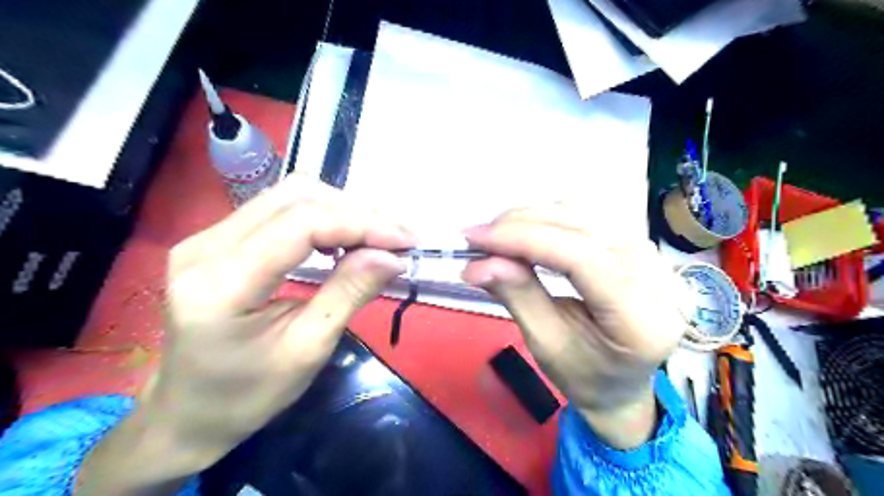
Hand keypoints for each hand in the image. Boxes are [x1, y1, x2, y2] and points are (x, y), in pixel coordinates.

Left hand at [78, 174, 415, 491]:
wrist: (187, 412)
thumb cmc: (247, 395)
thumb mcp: (307, 350)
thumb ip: (349, 293)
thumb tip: (393, 256)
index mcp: (221, 283)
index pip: (301, 224)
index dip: (361, 224)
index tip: (406, 242)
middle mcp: (206, 245)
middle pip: (296, 197)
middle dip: (357, 212)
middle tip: (398, 240)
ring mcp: (207, 236)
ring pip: (290, 195)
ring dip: (343, 210)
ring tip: (379, 238)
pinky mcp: (219, 238)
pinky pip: (281, 208)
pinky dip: (324, 216)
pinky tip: (345, 239)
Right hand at [463, 203, 688, 447]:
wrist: (621, 383)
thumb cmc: (585, 376)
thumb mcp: (546, 345)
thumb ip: (518, 296)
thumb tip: (477, 263)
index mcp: (642, 320)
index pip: (581, 258)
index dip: (524, 240)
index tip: (475, 238)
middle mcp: (658, 279)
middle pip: (584, 227)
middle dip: (522, 224)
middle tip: (478, 236)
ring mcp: (654, 258)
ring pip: (585, 215)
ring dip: (533, 218)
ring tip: (496, 235)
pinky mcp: (640, 247)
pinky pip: (589, 219)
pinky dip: (549, 220)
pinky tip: (524, 231)